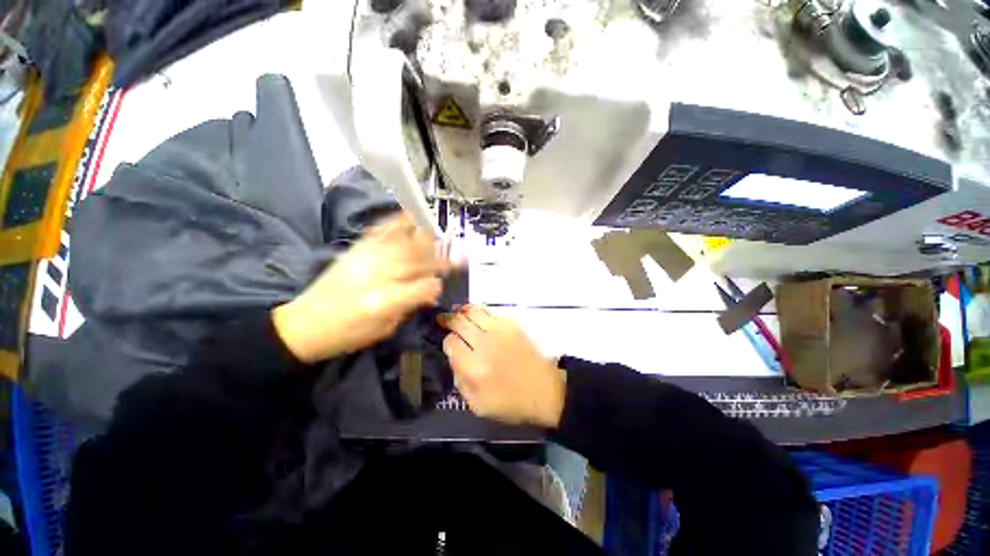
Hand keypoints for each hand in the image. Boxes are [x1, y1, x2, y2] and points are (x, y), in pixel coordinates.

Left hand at [273, 214, 449, 362]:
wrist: (304, 325)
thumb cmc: (347, 334)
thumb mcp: (384, 328)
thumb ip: (409, 306)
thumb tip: (430, 290)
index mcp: (386, 302)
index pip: (423, 287)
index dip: (437, 283)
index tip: (444, 282)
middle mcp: (378, 276)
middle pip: (417, 260)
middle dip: (440, 256)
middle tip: (457, 252)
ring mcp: (365, 260)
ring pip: (402, 242)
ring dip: (423, 236)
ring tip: (437, 229)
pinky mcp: (355, 251)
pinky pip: (379, 232)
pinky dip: (395, 222)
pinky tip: (407, 215)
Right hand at [438, 306, 565, 427]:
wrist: (545, 390)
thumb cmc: (510, 402)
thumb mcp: (477, 405)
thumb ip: (459, 380)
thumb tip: (452, 356)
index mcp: (474, 368)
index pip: (450, 343)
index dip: (447, 341)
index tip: (450, 344)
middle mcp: (484, 344)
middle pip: (459, 322)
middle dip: (449, 320)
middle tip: (444, 320)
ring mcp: (500, 331)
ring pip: (472, 311)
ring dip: (462, 312)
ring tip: (458, 314)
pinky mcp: (512, 324)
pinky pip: (489, 311)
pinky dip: (479, 311)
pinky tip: (477, 317)